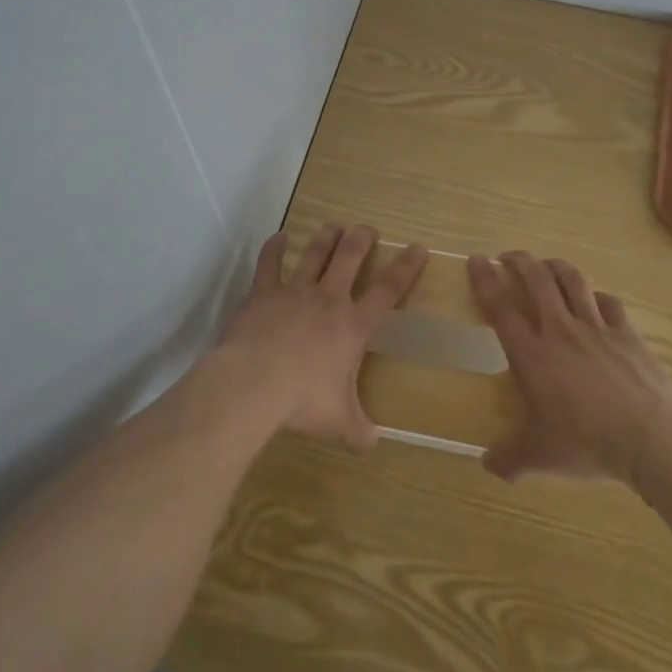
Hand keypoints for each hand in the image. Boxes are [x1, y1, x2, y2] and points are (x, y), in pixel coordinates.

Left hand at [212, 224, 428, 451]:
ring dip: (325, 238)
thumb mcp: (339, 422)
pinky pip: (270, 263)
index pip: (388, 290)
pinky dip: (275, 247)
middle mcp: (328, 299)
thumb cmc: (302, 401)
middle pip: (350, 258)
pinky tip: (279, 237)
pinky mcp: (263, 293)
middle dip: (362, 239)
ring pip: (314, 253)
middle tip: (367, 229)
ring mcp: (294, 292)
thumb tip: (373, 445)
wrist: (253, 384)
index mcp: (353, 326)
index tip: (417, 248)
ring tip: (333, 226)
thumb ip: (359, 431)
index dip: (406, 267)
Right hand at [469, 251, 671, 484]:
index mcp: (532, 354)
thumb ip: (510, 458)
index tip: (476, 260)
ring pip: (573, 281)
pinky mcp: (627, 333)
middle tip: (508, 256)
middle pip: (536, 280)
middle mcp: (560, 330)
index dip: (485, 280)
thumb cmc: (587, 443)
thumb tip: (487, 465)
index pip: (501, 307)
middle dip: (519, 261)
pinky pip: (609, 303)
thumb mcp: (541, 457)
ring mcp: (596, 328)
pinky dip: (597, 296)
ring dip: (556, 266)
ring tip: (547, 265)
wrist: (651, 438)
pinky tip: (595, 300)